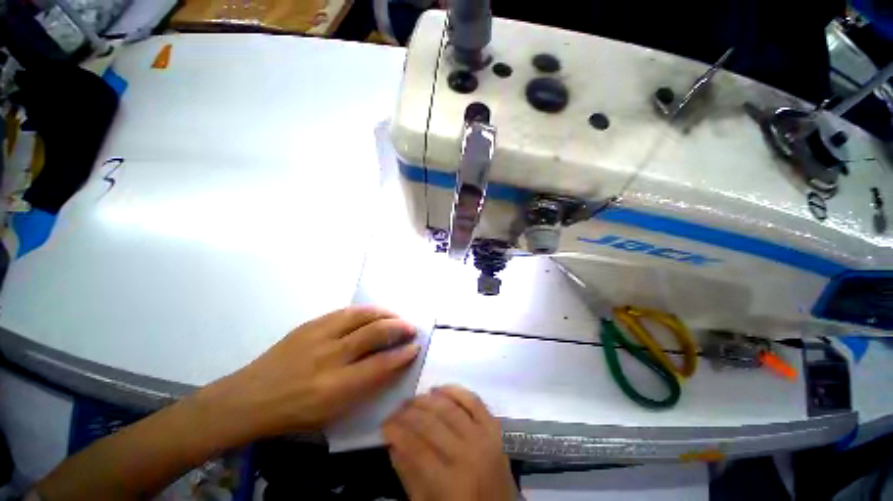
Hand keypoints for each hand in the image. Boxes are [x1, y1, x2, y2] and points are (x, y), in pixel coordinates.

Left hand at [200, 306, 419, 437]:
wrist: (249, 398)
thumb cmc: (294, 413)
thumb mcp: (332, 412)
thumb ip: (365, 387)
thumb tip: (391, 364)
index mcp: (334, 388)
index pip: (380, 365)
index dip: (403, 354)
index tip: (415, 347)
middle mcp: (329, 358)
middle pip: (374, 333)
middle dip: (399, 328)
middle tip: (412, 328)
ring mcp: (318, 336)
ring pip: (362, 315)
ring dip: (385, 313)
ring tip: (397, 316)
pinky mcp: (310, 324)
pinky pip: (345, 311)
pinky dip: (366, 311)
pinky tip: (374, 313)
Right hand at [382, 386, 516, 500]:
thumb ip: (410, 476)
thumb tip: (393, 443)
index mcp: (451, 484)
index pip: (416, 448)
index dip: (396, 432)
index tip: (384, 424)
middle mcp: (468, 455)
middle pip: (432, 423)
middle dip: (409, 413)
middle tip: (396, 410)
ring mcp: (484, 438)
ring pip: (450, 408)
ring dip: (428, 399)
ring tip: (413, 399)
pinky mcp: (495, 428)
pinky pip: (474, 400)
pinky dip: (456, 390)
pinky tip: (440, 388)